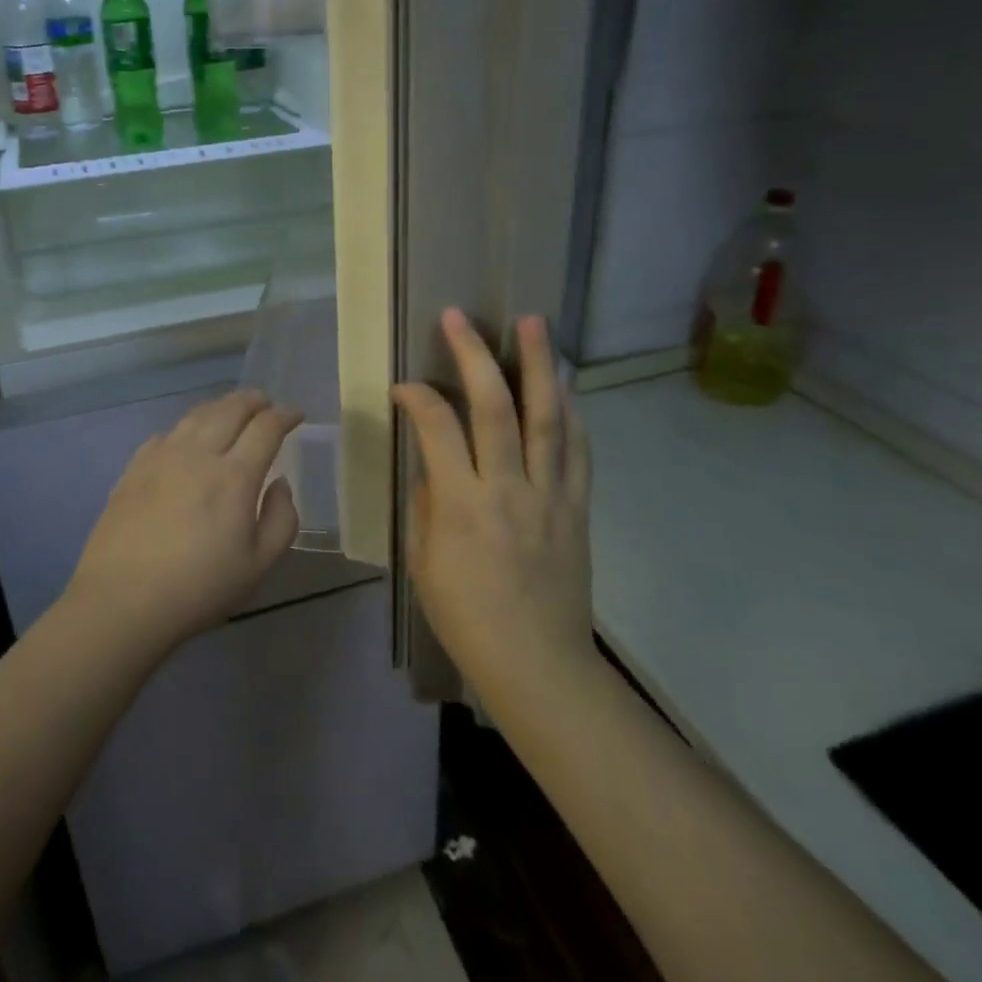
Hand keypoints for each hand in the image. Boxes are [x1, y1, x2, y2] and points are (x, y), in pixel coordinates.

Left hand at [65, 390, 302, 657]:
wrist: (122, 601)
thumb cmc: (198, 588)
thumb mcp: (258, 566)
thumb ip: (281, 519)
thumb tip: (280, 484)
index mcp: (235, 476)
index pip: (266, 428)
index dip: (285, 415)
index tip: (296, 416)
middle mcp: (199, 454)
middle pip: (230, 409)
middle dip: (254, 400)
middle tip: (266, 403)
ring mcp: (162, 457)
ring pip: (197, 415)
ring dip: (221, 406)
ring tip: (231, 411)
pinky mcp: (134, 468)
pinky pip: (167, 433)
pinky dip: (187, 426)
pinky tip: (188, 438)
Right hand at [393, 311, 593, 694]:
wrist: (538, 665)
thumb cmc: (467, 618)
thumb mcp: (425, 563)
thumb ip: (429, 503)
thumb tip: (436, 464)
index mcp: (463, 505)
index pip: (437, 429)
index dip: (417, 397)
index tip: (403, 387)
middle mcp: (509, 489)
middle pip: (495, 408)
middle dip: (475, 355)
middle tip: (461, 316)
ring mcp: (551, 495)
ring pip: (548, 418)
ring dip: (540, 365)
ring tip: (535, 322)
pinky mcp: (578, 507)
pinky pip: (578, 450)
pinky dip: (571, 412)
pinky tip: (564, 385)